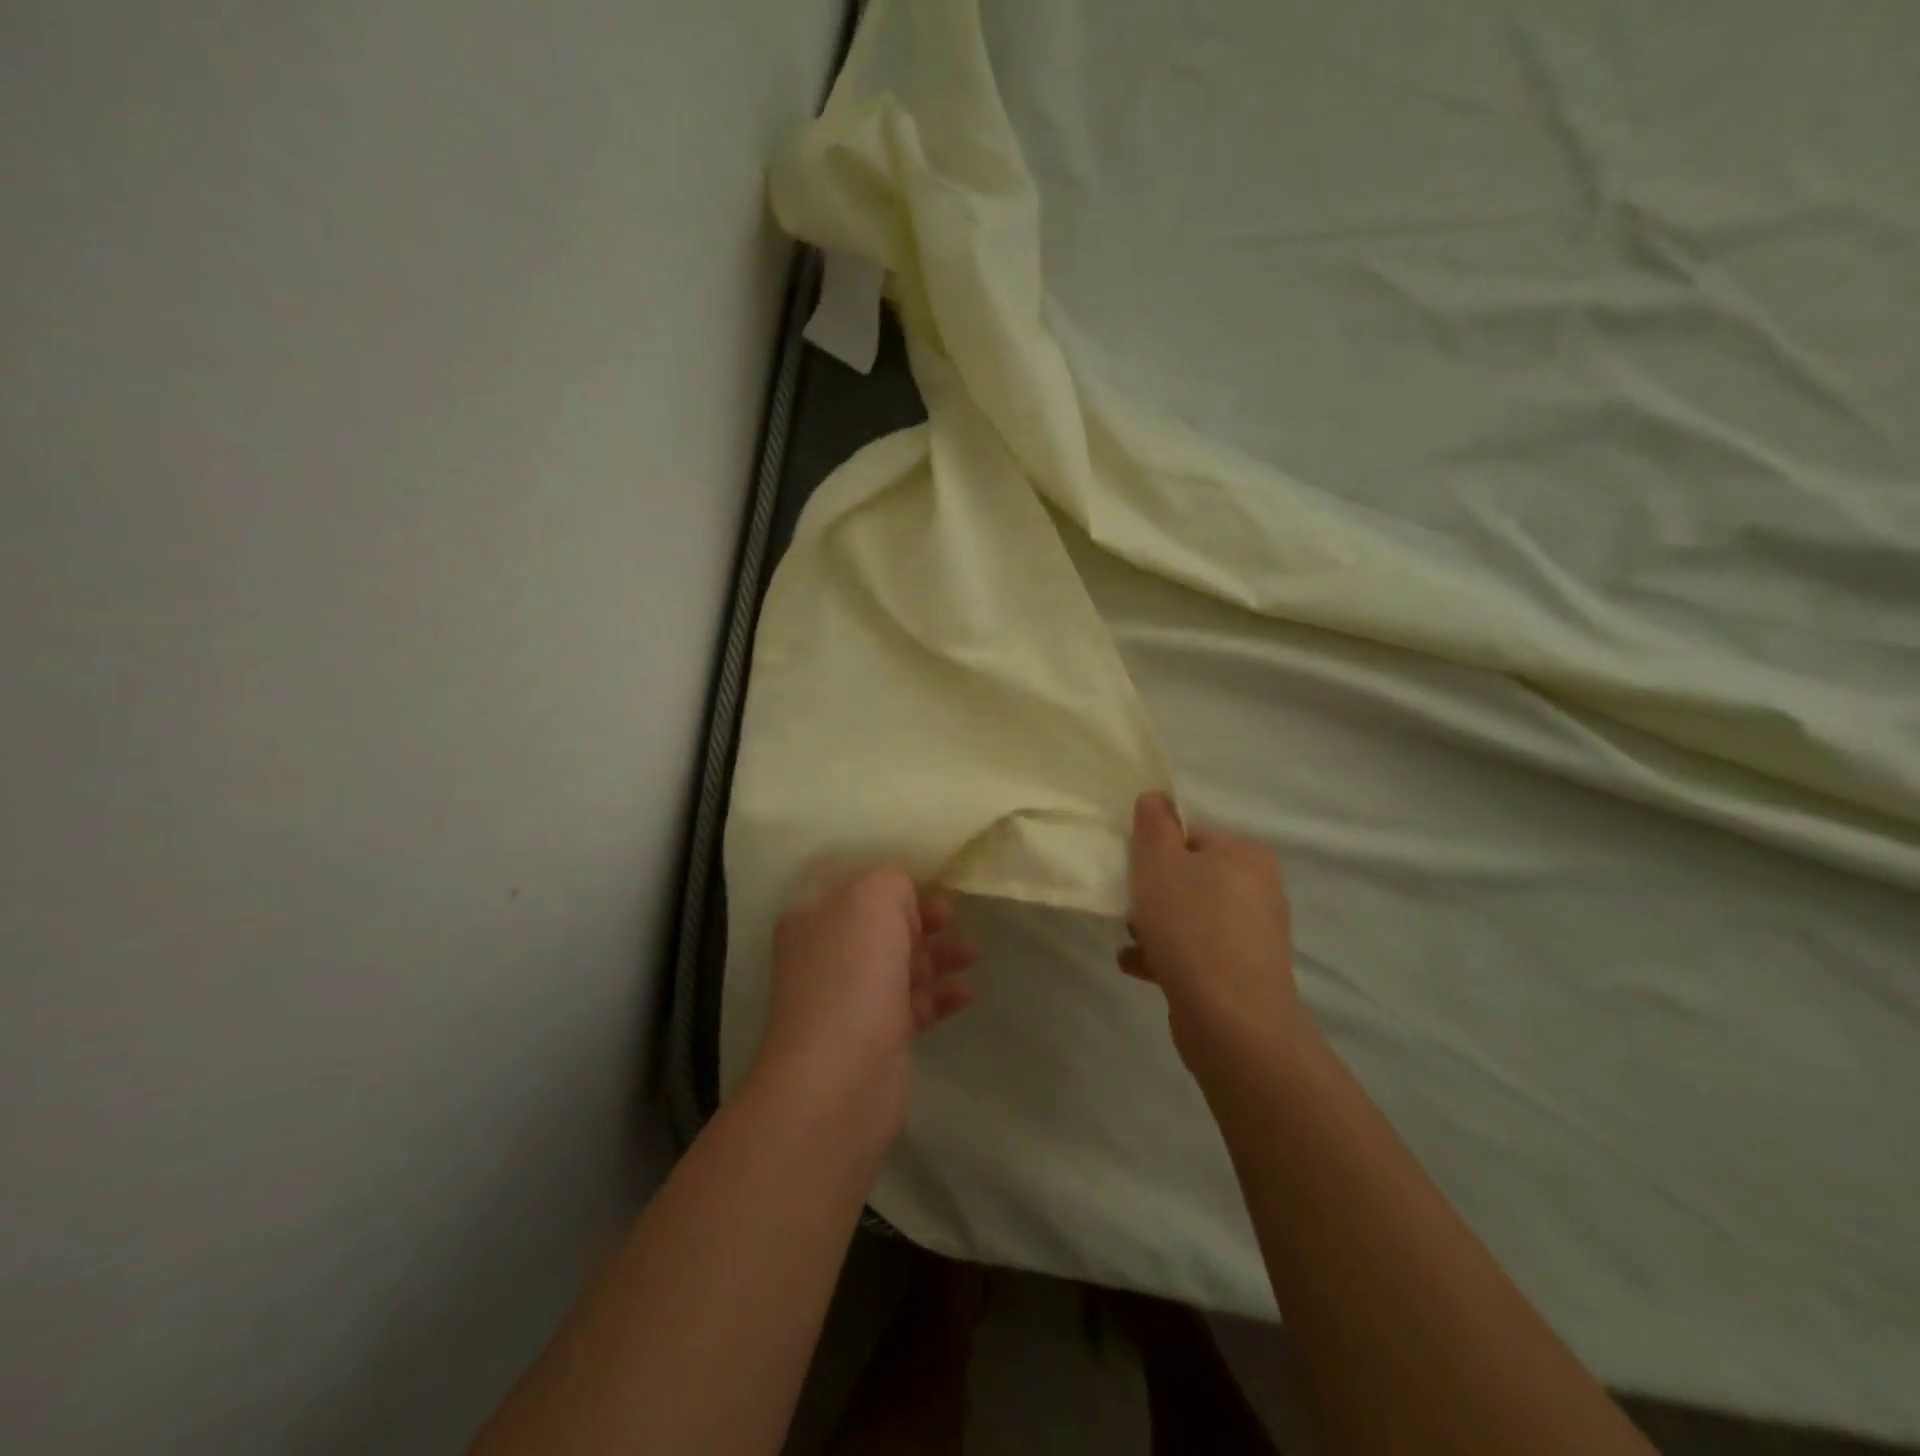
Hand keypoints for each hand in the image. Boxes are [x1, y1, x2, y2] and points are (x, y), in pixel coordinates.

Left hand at [753, 869, 977, 1142]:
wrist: (840, 1077)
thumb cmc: (852, 974)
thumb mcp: (873, 900)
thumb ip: (893, 883)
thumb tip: (905, 902)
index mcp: (814, 917)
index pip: (855, 888)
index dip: (892, 884)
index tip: (931, 884)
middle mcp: (827, 955)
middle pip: (883, 926)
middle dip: (923, 919)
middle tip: (955, 918)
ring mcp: (851, 998)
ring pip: (902, 965)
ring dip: (940, 955)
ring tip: (974, 953)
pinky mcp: (878, 1036)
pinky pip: (915, 1004)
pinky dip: (941, 995)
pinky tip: (968, 993)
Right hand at [1120, 793, 1305, 1064]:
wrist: (1230, 1018)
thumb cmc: (1191, 926)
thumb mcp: (1159, 862)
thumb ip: (1154, 824)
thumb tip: (1155, 798)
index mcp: (1246, 855)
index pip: (1191, 836)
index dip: (1155, 852)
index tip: (1133, 873)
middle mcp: (1259, 890)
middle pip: (1190, 878)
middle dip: (1153, 893)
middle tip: (1129, 908)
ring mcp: (1254, 935)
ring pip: (1191, 917)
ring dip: (1155, 926)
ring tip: (1130, 940)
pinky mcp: (1243, 974)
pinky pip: (1196, 952)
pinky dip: (1167, 955)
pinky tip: (1136, 966)